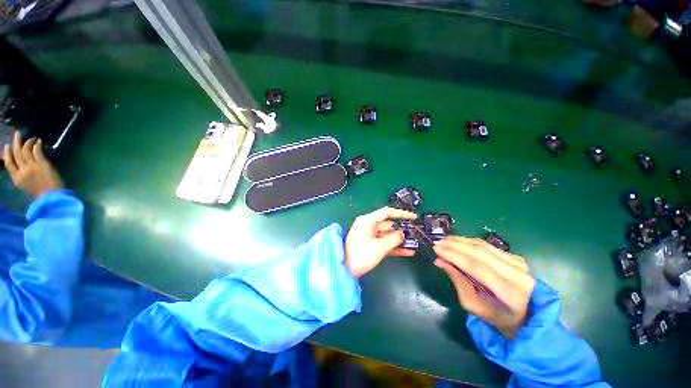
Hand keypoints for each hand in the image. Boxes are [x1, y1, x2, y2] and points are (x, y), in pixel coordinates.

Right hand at [3, 132, 62, 197]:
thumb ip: (23, 177)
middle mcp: (22, 171)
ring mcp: (32, 166)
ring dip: (28, 142)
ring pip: (26, 150)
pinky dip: (37, 145)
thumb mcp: (26, 188)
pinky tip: (38, 141)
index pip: (8, 163)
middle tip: (17, 134)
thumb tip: (23, 168)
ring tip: (31, 137)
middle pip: (17, 153)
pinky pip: (37, 151)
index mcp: (16, 179)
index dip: (7, 153)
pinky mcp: (42, 164)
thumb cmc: (40, 196)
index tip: (7, 146)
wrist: (51, 198)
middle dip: (16, 142)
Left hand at [345, 207, 416, 277]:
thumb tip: (403, 234)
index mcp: (367, 221)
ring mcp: (370, 236)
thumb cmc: (361, 255)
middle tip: (418, 233)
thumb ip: (394, 239)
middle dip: (402, 229)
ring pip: (388, 235)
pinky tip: (408, 252)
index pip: (386, 213)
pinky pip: (385, 244)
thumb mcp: (379, 247)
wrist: (345, 271)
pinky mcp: (371, 246)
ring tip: (416, 243)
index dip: (401, 214)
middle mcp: (368, 226)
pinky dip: (395, 247)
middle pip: (388, 225)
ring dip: (400, 240)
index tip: (414, 217)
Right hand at [433, 237, 534, 338]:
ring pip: (483, 245)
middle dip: (454, 245)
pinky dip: (470, 241)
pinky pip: (488, 246)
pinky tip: (458, 241)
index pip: (476, 267)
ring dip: (461, 240)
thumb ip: (458, 281)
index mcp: (508, 292)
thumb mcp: (475, 306)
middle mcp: (516, 274)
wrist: (530, 317)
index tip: (435, 249)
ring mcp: (518, 263)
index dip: (454, 256)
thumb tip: (439, 261)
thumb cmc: (499, 317)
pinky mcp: (516, 257)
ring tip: (444, 240)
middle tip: (437, 242)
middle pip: (479, 252)